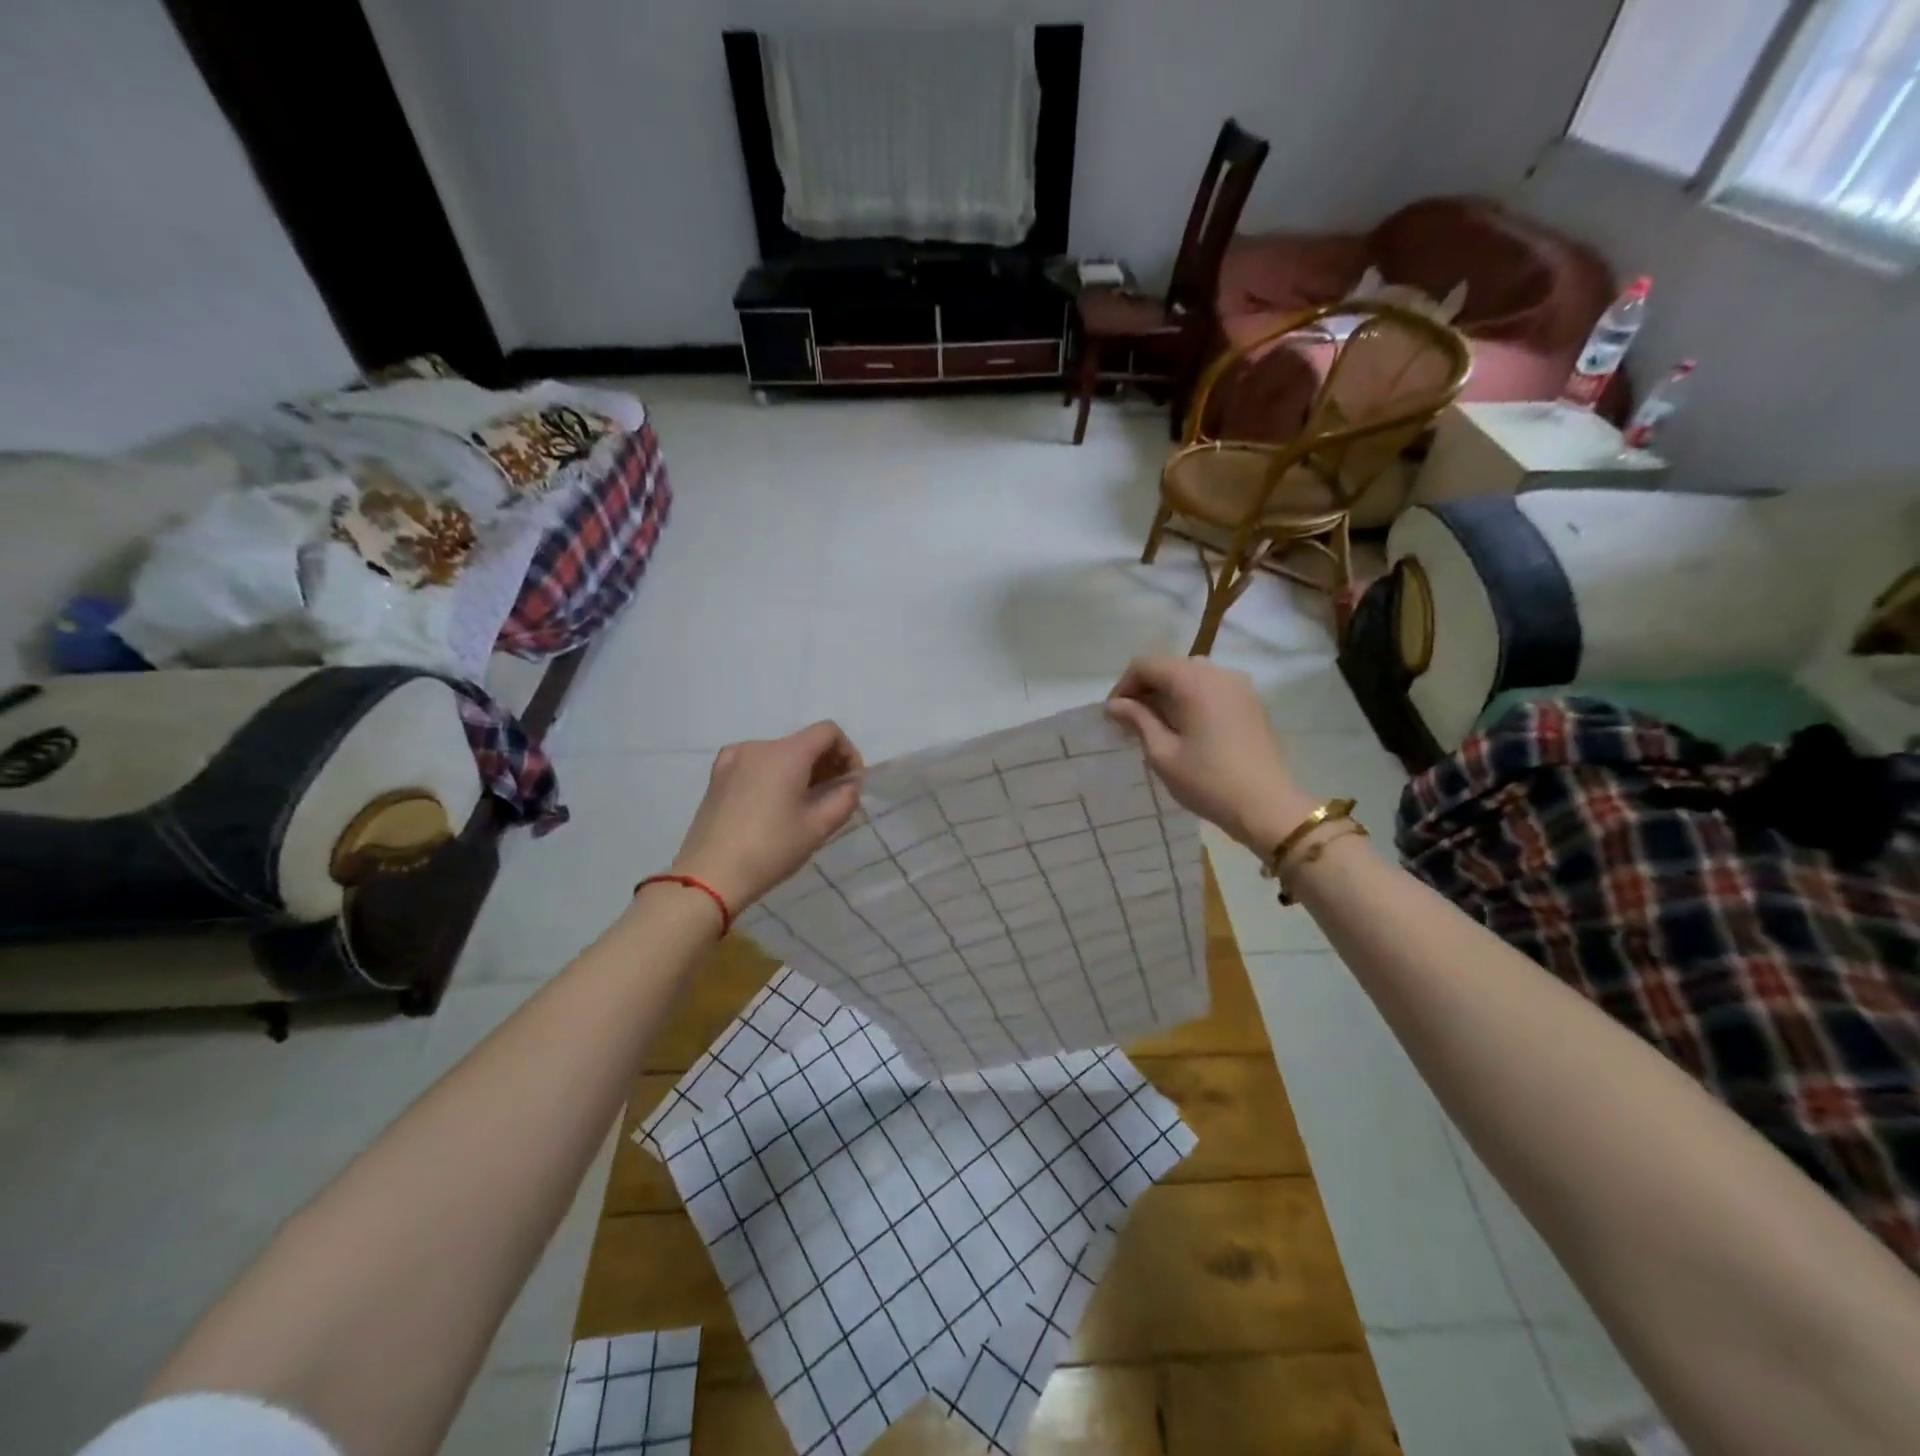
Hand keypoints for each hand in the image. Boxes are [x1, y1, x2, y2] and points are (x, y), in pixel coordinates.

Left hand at [670, 722, 863, 913]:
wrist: (709, 876)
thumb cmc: (771, 849)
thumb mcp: (819, 827)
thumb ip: (845, 798)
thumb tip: (850, 784)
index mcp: (786, 753)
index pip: (828, 732)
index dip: (848, 752)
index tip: (851, 782)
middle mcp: (759, 746)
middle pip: (803, 741)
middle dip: (826, 763)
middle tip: (834, 796)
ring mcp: (733, 759)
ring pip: (780, 753)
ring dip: (800, 770)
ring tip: (805, 803)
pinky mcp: (718, 776)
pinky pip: (757, 764)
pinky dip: (774, 775)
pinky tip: (775, 803)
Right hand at [1106, 656, 1313, 852]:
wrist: (1267, 807)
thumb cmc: (1208, 782)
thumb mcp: (1162, 754)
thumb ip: (1138, 720)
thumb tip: (1115, 705)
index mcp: (1194, 681)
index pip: (1147, 665)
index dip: (1123, 685)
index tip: (1114, 715)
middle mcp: (1218, 673)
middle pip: (1170, 666)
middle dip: (1146, 688)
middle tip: (1131, 722)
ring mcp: (1239, 686)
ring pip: (1192, 676)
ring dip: (1168, 693)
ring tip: (1156, 725)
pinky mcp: (1251, 702)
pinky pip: (1212, 688)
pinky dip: (1191, 699)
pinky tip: (1185, 728)